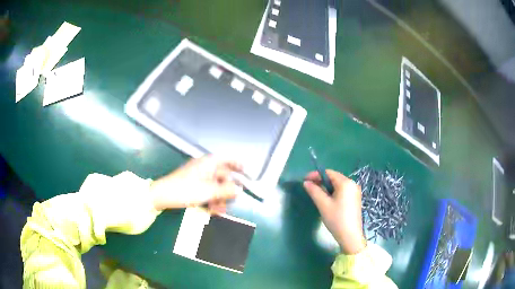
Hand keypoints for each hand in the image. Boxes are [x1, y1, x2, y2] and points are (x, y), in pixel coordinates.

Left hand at [150, 156, 242, 212]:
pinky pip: (207, 190)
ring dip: (220, 198)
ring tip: (220, 210)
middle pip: (223, 175)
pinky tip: (213, 210)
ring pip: (215, 185)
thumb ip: (226, 190)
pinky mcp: (193, 185)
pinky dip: (212, 199)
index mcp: (208, 163)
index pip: (227, 158)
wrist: (162, 196)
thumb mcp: (209, 191)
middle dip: (228, 190)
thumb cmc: (185, 189)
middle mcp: (204, 167)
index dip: (238, 164)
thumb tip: (240, 189)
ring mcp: (198, 176)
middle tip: (232, 201)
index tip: (246, 172)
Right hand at [304, 170, 365, 254]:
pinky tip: (327, 201)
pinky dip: (333, 192)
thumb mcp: (323, 204)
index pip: (329, 173)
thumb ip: (314, 191)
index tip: (305, 180)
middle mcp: (352, 184)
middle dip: (321, 181)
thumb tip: (306, 182)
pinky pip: (342, 191)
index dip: (316, 175)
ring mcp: (355, 192)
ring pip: (338, 185)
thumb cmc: (336, 219)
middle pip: (334, 178)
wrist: (350, 236)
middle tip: (309, 188)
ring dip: (327, 187)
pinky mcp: (355, 199)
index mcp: (345, 183)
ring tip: (317, 195)